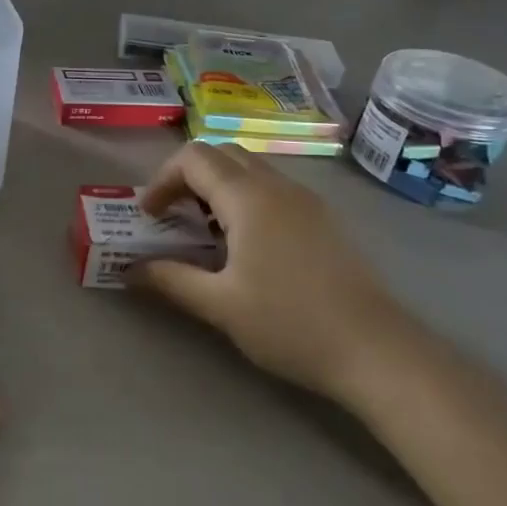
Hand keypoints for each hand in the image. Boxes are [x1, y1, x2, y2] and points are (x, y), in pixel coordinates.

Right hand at [131, 143, 418, 401]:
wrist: (376, 351)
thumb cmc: (289, 323)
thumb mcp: (219, 305)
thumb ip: (170, 279)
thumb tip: (130, 269)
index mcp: (249, 198)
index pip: (194, 158)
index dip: (162, 179)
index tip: (149, 215)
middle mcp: (277, 186)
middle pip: (222, 154)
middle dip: (187, 176)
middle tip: (171, 215)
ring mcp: (306, 201)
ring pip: (249, 169)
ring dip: (216, 186)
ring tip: (202, 231)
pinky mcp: (322, 220)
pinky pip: (272, 188)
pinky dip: (243, 198)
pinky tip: (243, 244)